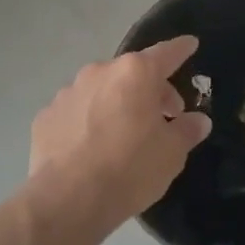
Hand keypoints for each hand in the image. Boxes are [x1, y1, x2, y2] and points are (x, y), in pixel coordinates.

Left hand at [28, 36, 211, 236]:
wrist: (67, 200)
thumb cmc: (130, 169)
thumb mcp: (171, 153)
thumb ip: (187, 130)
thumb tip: (198, 120)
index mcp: (135, 73)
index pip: (166, 53)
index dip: (181, 49)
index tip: (190, 44)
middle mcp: (100, 72)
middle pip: (133, 73)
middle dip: (150, 90)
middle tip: (164, 117)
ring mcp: (68, 92)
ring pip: (102, 90)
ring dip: (117, 104)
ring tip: (124, 135)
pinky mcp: (46, 115)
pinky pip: (77, 111)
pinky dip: (88, 121)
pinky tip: (91, 148)